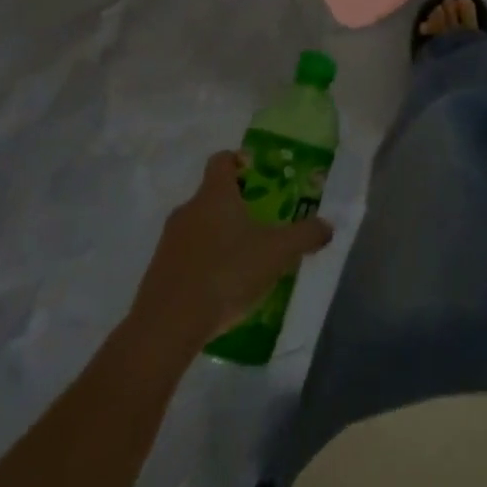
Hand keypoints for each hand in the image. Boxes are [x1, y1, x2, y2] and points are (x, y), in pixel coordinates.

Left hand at [129, 151, 333, 348]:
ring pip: (200, 226)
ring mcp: (169, 241)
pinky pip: (187, 255)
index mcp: (214, 194)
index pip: (222, 160)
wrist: (167, 326)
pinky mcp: (158, 272)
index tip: (258, 175)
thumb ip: (305, 235)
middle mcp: (188, 209)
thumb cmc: (226, 273)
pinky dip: (204, 262)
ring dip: (220, 236)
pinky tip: (221, 288)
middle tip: (262, 222)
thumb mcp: (277, 253)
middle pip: (213, 195)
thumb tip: (327, 226)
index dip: (240, 161)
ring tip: (245, 259)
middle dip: (237, 205)